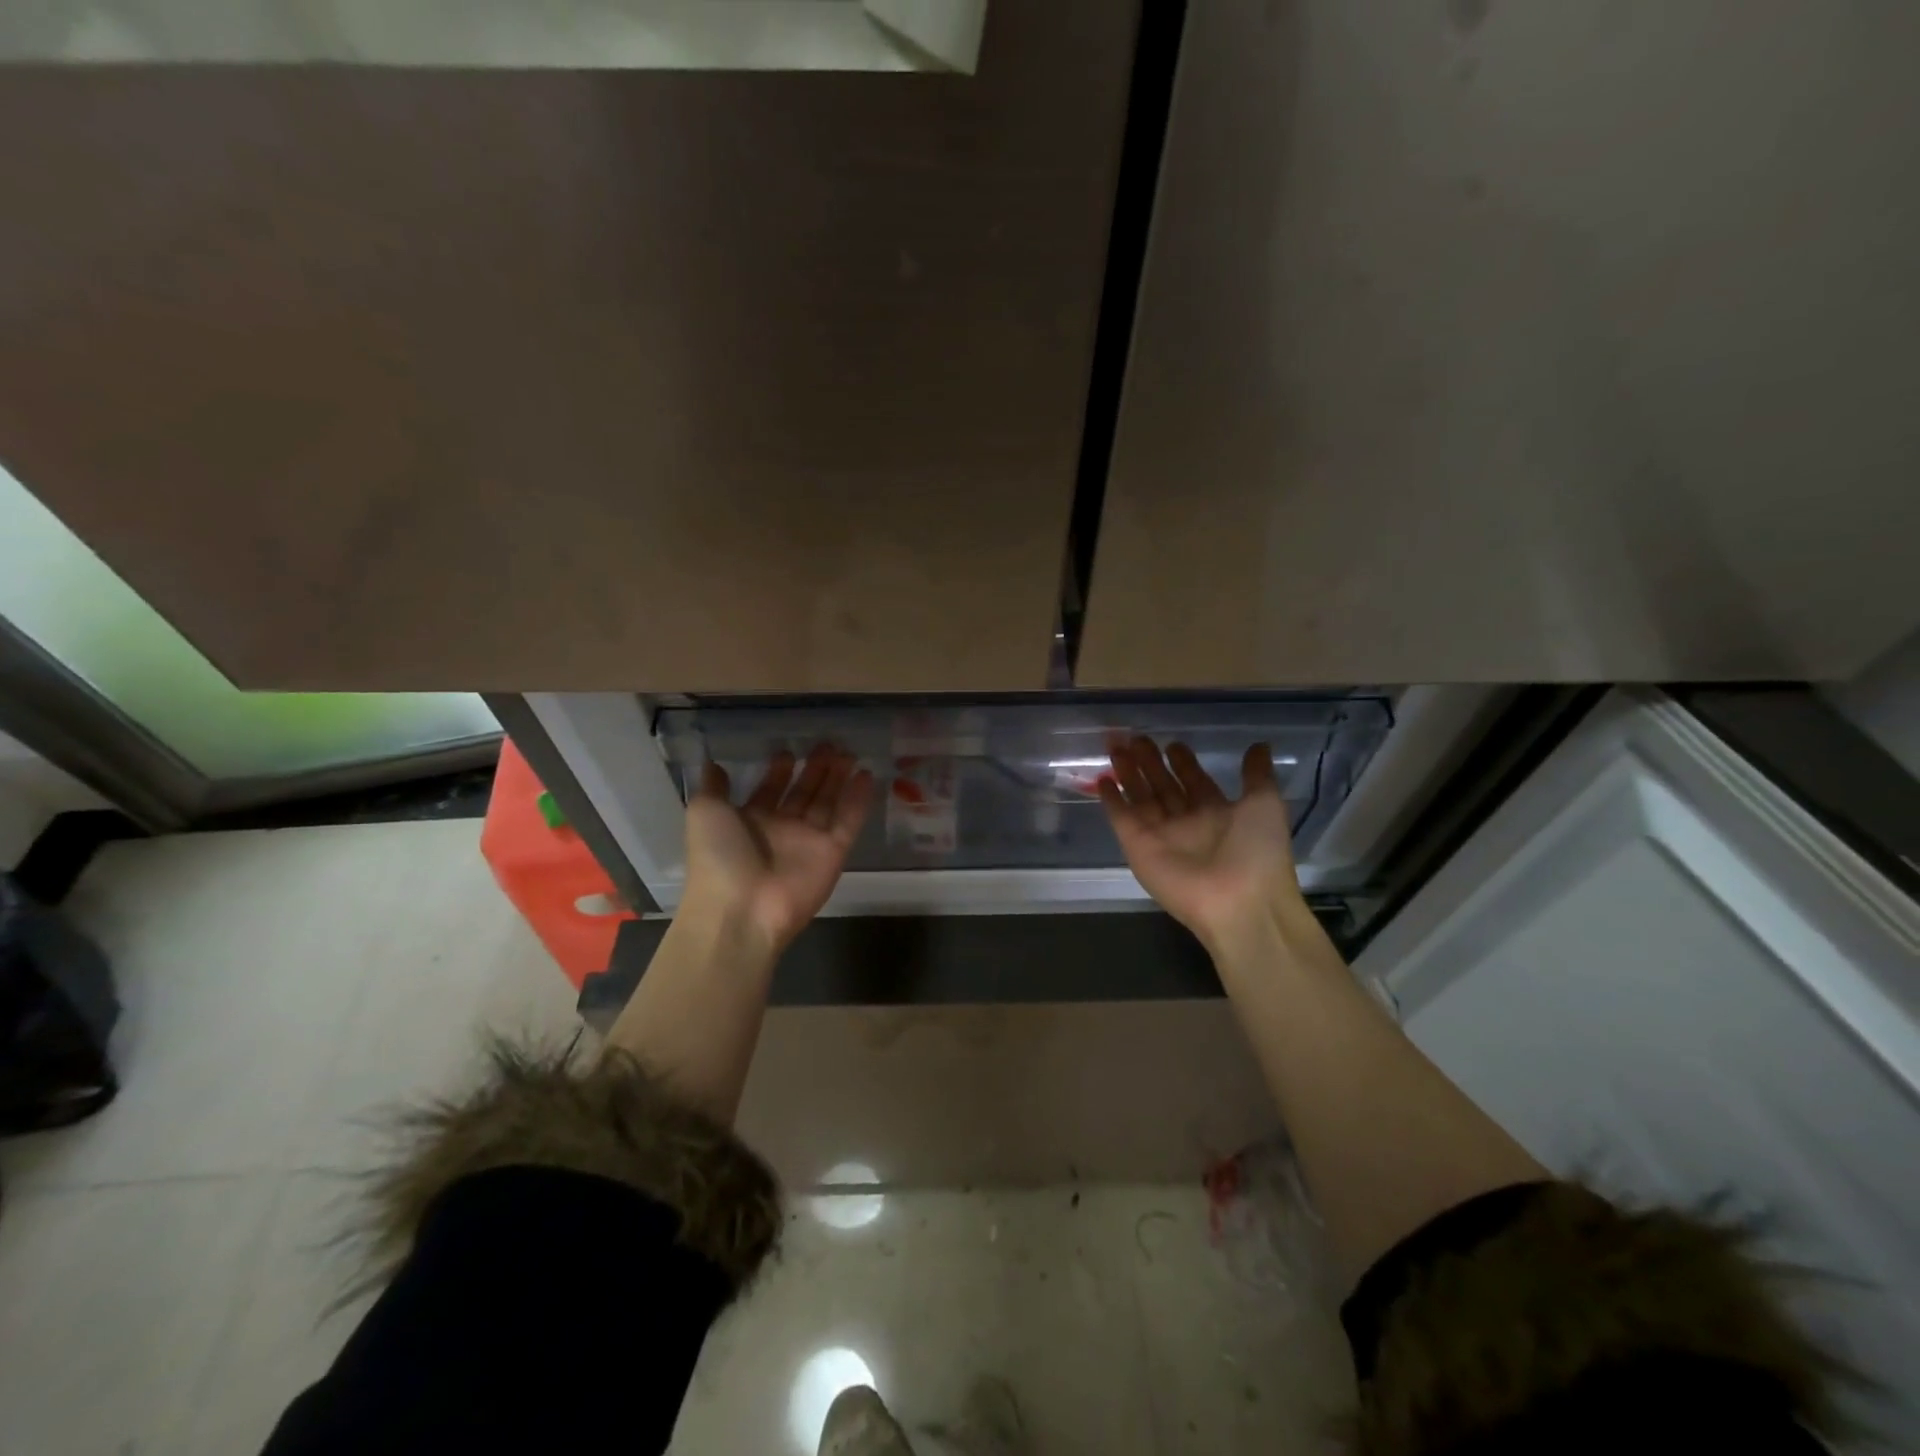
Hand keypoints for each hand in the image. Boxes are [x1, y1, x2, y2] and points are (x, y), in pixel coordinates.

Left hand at [682, 746, 874, 957]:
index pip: (770, 790)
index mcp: (749, 821)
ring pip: (828, 803)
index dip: (780, 771)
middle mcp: (781, 829)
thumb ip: (713, 786)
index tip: (789, 750)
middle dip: (816, 769)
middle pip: (803, 793)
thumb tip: (713, 763)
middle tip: (829, 745)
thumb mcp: (704, 812)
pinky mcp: (833, 853)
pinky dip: (858, 800)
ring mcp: (809, 842)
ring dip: (838, 778)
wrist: (741, 908)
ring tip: (848, 753)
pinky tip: (865, 775)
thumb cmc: (719, 857)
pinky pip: (848, 821)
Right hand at [1100, 737, 1310, 952]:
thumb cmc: (1256, 851)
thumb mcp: (1265, 804)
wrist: (1239, 902)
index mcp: (1216, 812)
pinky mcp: (1137, 847)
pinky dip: (1111, 800)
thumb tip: (1259, 745)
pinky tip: (1102, 779)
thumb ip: (1256, 775)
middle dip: (1149, 762)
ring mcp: (1160, 835)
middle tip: (1135, 738)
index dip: (1183, 762)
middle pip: (1162, 785)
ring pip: (1140, 796)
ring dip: (1128, 772)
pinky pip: (1121, 819)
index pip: (1194, 780)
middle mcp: (1186, 822)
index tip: (1172, 743)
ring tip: (1116, 746)